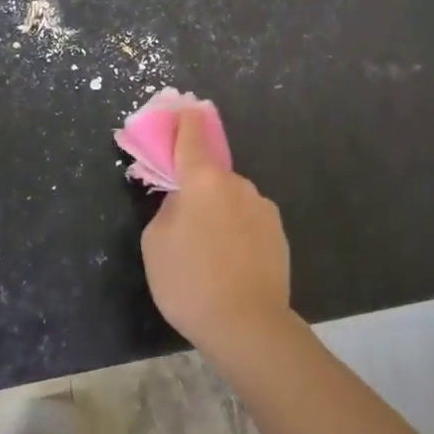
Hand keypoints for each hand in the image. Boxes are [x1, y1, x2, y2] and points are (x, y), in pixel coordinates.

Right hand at [140, 108, 290, 355]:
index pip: (192, 136)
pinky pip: (248, 220)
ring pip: (231, 199)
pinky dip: (237, 231)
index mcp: (203, 179)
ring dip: (219, 213)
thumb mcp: (155, 244)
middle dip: (198, 188)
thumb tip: (183, 200)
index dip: (185, 120)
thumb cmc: (190, 281)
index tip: (184, 107)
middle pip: (211, 174)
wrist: (248, 325)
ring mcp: (261, 206)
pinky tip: (231, 263)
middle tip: (184, 223)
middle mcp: (236, 183)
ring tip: (210, 254)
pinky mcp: (278, 230)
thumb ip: (167, 209)